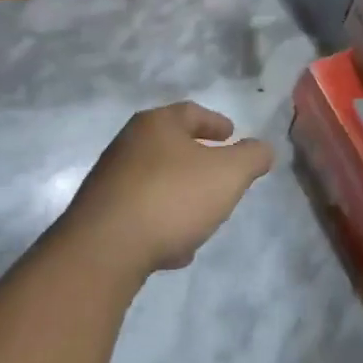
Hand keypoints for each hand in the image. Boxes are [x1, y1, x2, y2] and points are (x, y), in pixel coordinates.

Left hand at [62, 102, 274, 275]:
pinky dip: (161, 220)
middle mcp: (128, 144)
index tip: (232, 134)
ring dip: (180, 192)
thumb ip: (251, 157)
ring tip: (202, 213)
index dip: (215, 123)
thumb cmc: (172, 197)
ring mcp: (109, 180)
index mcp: (157, 124)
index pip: (191, 112)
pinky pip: (140, 211)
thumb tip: (263, 148)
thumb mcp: (229, 174)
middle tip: (221, 173)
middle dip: (197, 158)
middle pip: (170, 145)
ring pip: (155, 179)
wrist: (104, 250)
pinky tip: (175, 246)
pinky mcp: (99, 215)